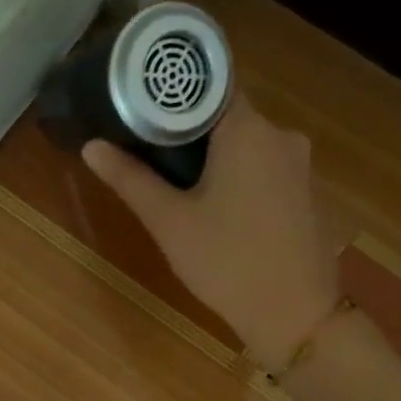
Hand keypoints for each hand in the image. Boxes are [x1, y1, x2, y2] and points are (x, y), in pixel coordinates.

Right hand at [83, 94, 340, 368]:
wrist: (295, 316)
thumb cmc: (227, 263)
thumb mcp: (170, 223)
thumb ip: (131, 180)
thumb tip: (92, 146)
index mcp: (248, 129)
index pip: (209, 85)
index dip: (174, 95)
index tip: (143, 111)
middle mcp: (282, 135)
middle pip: (228, 116)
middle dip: (191, 132)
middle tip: (151, 154)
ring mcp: (300, 166)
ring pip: (248, 146)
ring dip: (216, 158)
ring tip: (180, 186)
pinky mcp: (307, 195)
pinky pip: (266, 170)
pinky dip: (241, 178)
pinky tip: (220, 211)